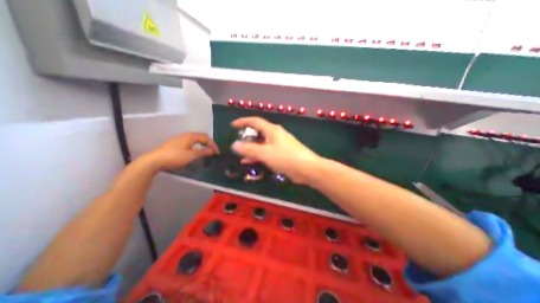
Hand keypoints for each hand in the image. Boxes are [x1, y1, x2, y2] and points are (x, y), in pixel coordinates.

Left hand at [148, 133, 217, 170]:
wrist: (155, 160)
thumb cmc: (175, 156)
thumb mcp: (191, 155)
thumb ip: (203, 152)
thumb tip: (213, 150)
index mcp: (191, 136)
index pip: (206, 138)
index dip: (213, 144)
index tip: (217, 152)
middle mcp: (186, 135)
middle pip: (201, 136)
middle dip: (209, 143)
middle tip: (213, 150)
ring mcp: (180, 138)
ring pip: (195, 138)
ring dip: (203, 144)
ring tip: (206, 150)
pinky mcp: (176, 142)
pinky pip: (191, 141)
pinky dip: (197, 145)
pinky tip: (196, 150)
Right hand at [230, 116, 319, 184]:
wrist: (307, 169)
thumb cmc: (286, 157)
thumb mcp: (265, 153)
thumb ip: (249, 149)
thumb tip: (234, 145)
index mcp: (272, 130)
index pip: (255, 121)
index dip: (243, 121)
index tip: (233, 126)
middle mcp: (275, 135)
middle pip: (258, 133)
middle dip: (247, 138)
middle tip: (237, 145)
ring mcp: (279, 145)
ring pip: (262, 145)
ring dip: (252, 150)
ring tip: (241, 156)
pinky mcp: (282, 154)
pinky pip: (267, 153)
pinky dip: (259, 156)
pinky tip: (251, 163)